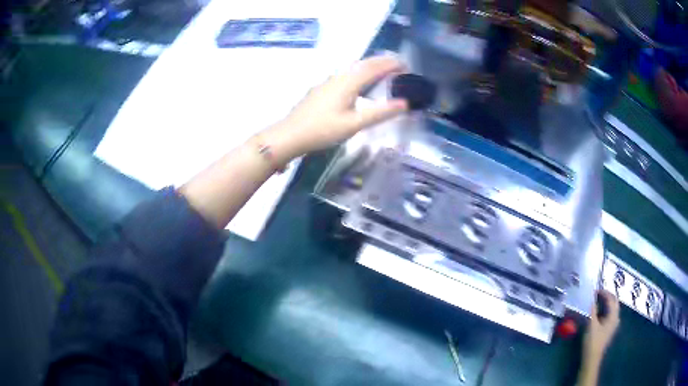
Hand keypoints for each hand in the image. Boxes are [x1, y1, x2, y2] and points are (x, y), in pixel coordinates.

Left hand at [262, 56, 407, 161]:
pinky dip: (358, 74)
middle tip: (397, 66)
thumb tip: (405, 103)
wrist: (289, 135)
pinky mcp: (321, 89)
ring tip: (382, 72)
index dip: (391, 64)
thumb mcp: (354, 124)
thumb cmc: (322, 130)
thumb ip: (379, 113)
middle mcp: (338, 77)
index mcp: (348, 83)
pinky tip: (357, 85)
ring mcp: (327, 82)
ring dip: (369, 67)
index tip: (406, 65)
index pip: (374, 67)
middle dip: (381, 62)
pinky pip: (345, 75)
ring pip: (352, 68)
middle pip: (363, 64)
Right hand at [583, 290, 619, 360]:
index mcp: (613, 316)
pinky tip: (599, 311)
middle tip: (598, 293)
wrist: (592, 358)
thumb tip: (591, 298)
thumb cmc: (592, 341)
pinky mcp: (609, 329)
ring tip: (598, 300)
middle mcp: (616, 317)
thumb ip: (592, 310)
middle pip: (614, 302)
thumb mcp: (591, 325)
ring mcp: (613, 324)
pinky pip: (610, 314)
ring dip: (607, 302)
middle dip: (607, 296)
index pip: (611, 299)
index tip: (595, 290)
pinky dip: (605, 309)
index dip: (604, 293)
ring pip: (612, 308)